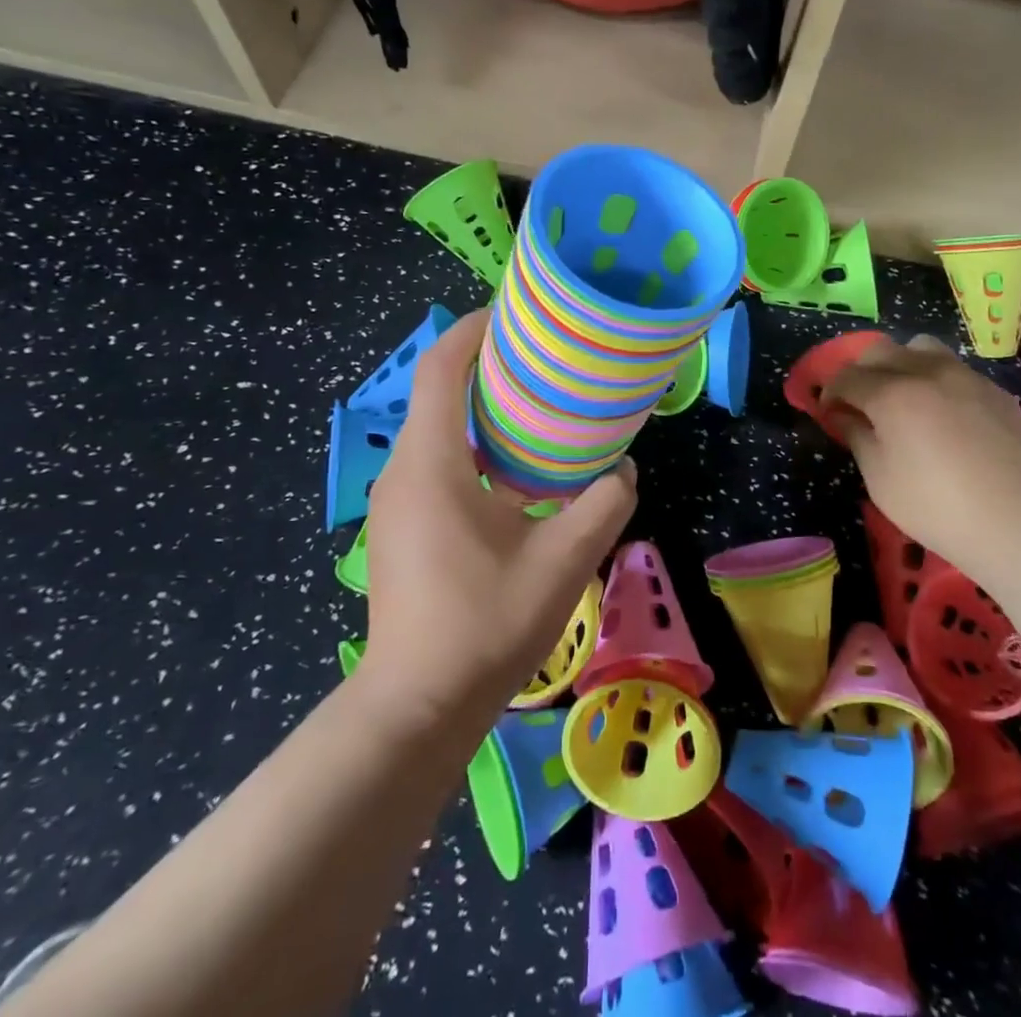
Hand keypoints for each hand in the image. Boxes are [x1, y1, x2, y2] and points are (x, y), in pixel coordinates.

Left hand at [361, 311, 636, 722]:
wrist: (416, 708)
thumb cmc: (484, 624)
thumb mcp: (562, 560)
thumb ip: (603, 504)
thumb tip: (624, 469)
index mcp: (432, 463)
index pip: (441, 368)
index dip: (474, 330)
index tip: (514, 312)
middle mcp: (404, 470)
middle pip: (439, 392)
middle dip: (487, 365)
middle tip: (545, 357)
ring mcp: (396, 502)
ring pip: (437, 429)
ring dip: (482, 409)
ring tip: (540, 406)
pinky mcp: (402, 527)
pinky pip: (436, 462)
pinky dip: (474, 445)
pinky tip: (519, 471)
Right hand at [822, 333, 1020, 569]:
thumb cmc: (937, 506)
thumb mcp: (880, 479)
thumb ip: (858, 437)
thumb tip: (844, 416)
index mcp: (890, 393)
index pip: (846, 376)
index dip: (830, 392)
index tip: (828, 412)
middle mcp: (925, 372)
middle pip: (881, 351)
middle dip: (862, 371)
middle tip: (860, 402)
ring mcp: (965, 377)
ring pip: (922, 349)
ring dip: (902, 364)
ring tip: (904, 396)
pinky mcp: (995, 391)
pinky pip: (956, 370)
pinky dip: (937, 380)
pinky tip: (944, 414)